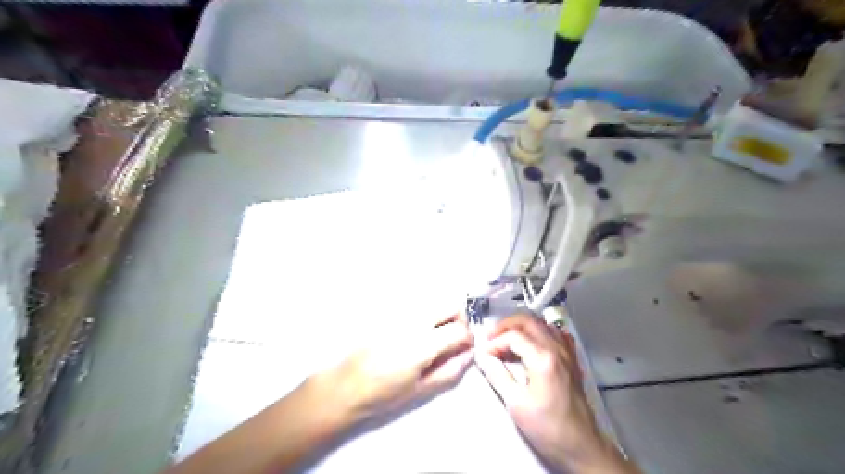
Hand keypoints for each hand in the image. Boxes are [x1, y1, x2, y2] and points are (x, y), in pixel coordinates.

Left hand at [308, 315, 473, 428]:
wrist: (347, 384)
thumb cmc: (383, 393)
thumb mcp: (420, 390)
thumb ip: (449, 371)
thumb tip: (469, 355)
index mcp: (424, 343)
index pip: (460, 329)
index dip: (467, 338)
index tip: (463, 347)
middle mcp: (414, 321)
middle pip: (450, 304)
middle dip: (459, 318)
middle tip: (452, 336)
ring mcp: (400, 312)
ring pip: (434, 300)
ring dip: (441, 313)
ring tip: (433, 334)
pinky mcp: (388, 310)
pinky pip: (415, 303)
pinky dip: (424, 312)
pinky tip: (414, 330)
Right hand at [474, 313, 625, 471]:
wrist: (580, 445)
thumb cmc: (547, 427)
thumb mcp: (516, 404)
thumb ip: (498, 376)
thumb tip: (483, 358)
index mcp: (543, 358)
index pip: (513, 336)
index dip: (495, 341)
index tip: (484, 353)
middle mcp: (556, 348)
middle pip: (528, 321)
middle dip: (506, 325)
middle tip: (491, 337)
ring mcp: (567, 352)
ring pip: (542, 323)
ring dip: (522, 326)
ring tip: (507, 339)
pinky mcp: (572, 359)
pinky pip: (556, 333)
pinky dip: (541, 331)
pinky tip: (533, 342)